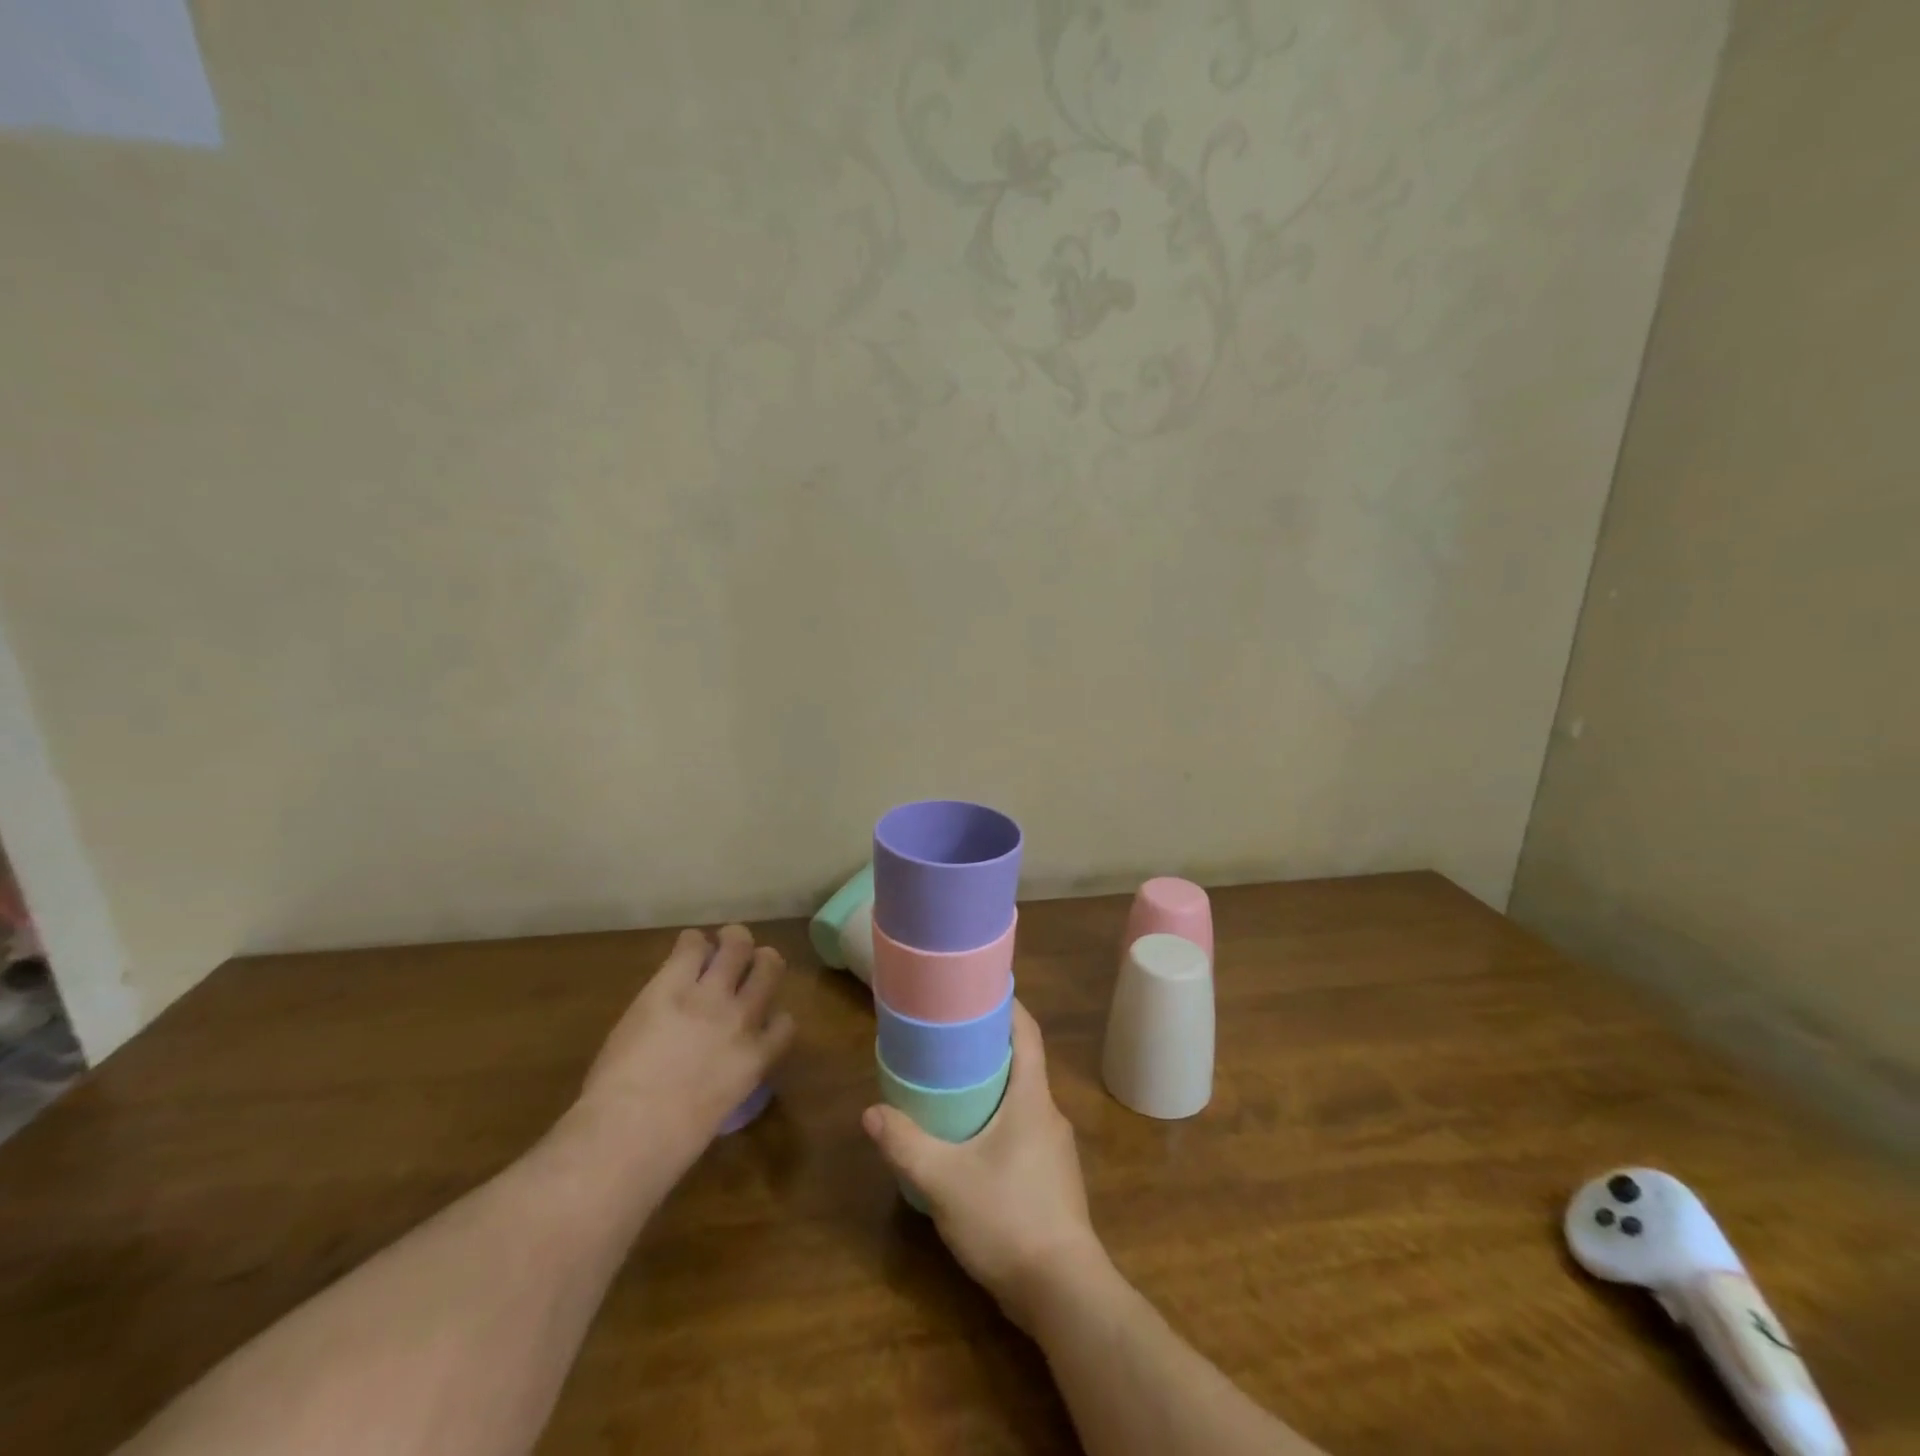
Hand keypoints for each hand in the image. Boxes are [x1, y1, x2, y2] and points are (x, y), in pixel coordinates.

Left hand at [576, 926, 794, 1170]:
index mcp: (756, 1059)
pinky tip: (684, 950)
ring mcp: (709, 997)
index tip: (759, 1019)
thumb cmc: (669, 1146)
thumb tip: (708, 1075)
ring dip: (732, 940)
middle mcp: (742, 1018)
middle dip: (761, 961)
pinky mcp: (672, 984)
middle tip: (744, 963)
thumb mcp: (714, 1114)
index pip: (785, 1023)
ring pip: (739, 945)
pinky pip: (691, 945)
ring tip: (721, 942)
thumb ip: (723, 1082)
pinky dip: (691, 943)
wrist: (631, 1131)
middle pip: (771, 967)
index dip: (772, 1015)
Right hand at [862, 1002, 1108, 1330]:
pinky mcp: (1052, 1179)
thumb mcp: (944, 1181)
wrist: (1064, 1293)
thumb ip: (906, 1145)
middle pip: (1024, 1063)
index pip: (1028, 1033)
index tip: (978, 990)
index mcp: (1033, 1098)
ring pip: (1023, 1100)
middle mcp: (1050, 1114)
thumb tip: (870, 1112)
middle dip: (990, 1046)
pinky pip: (1024, 1130)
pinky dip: (999, 1120)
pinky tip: (971, 1142)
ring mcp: (1055, 1149)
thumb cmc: (1008, 1219)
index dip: (1007, 1005)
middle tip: (949, 1037)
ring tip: (953, 1085)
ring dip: (994, 1086)